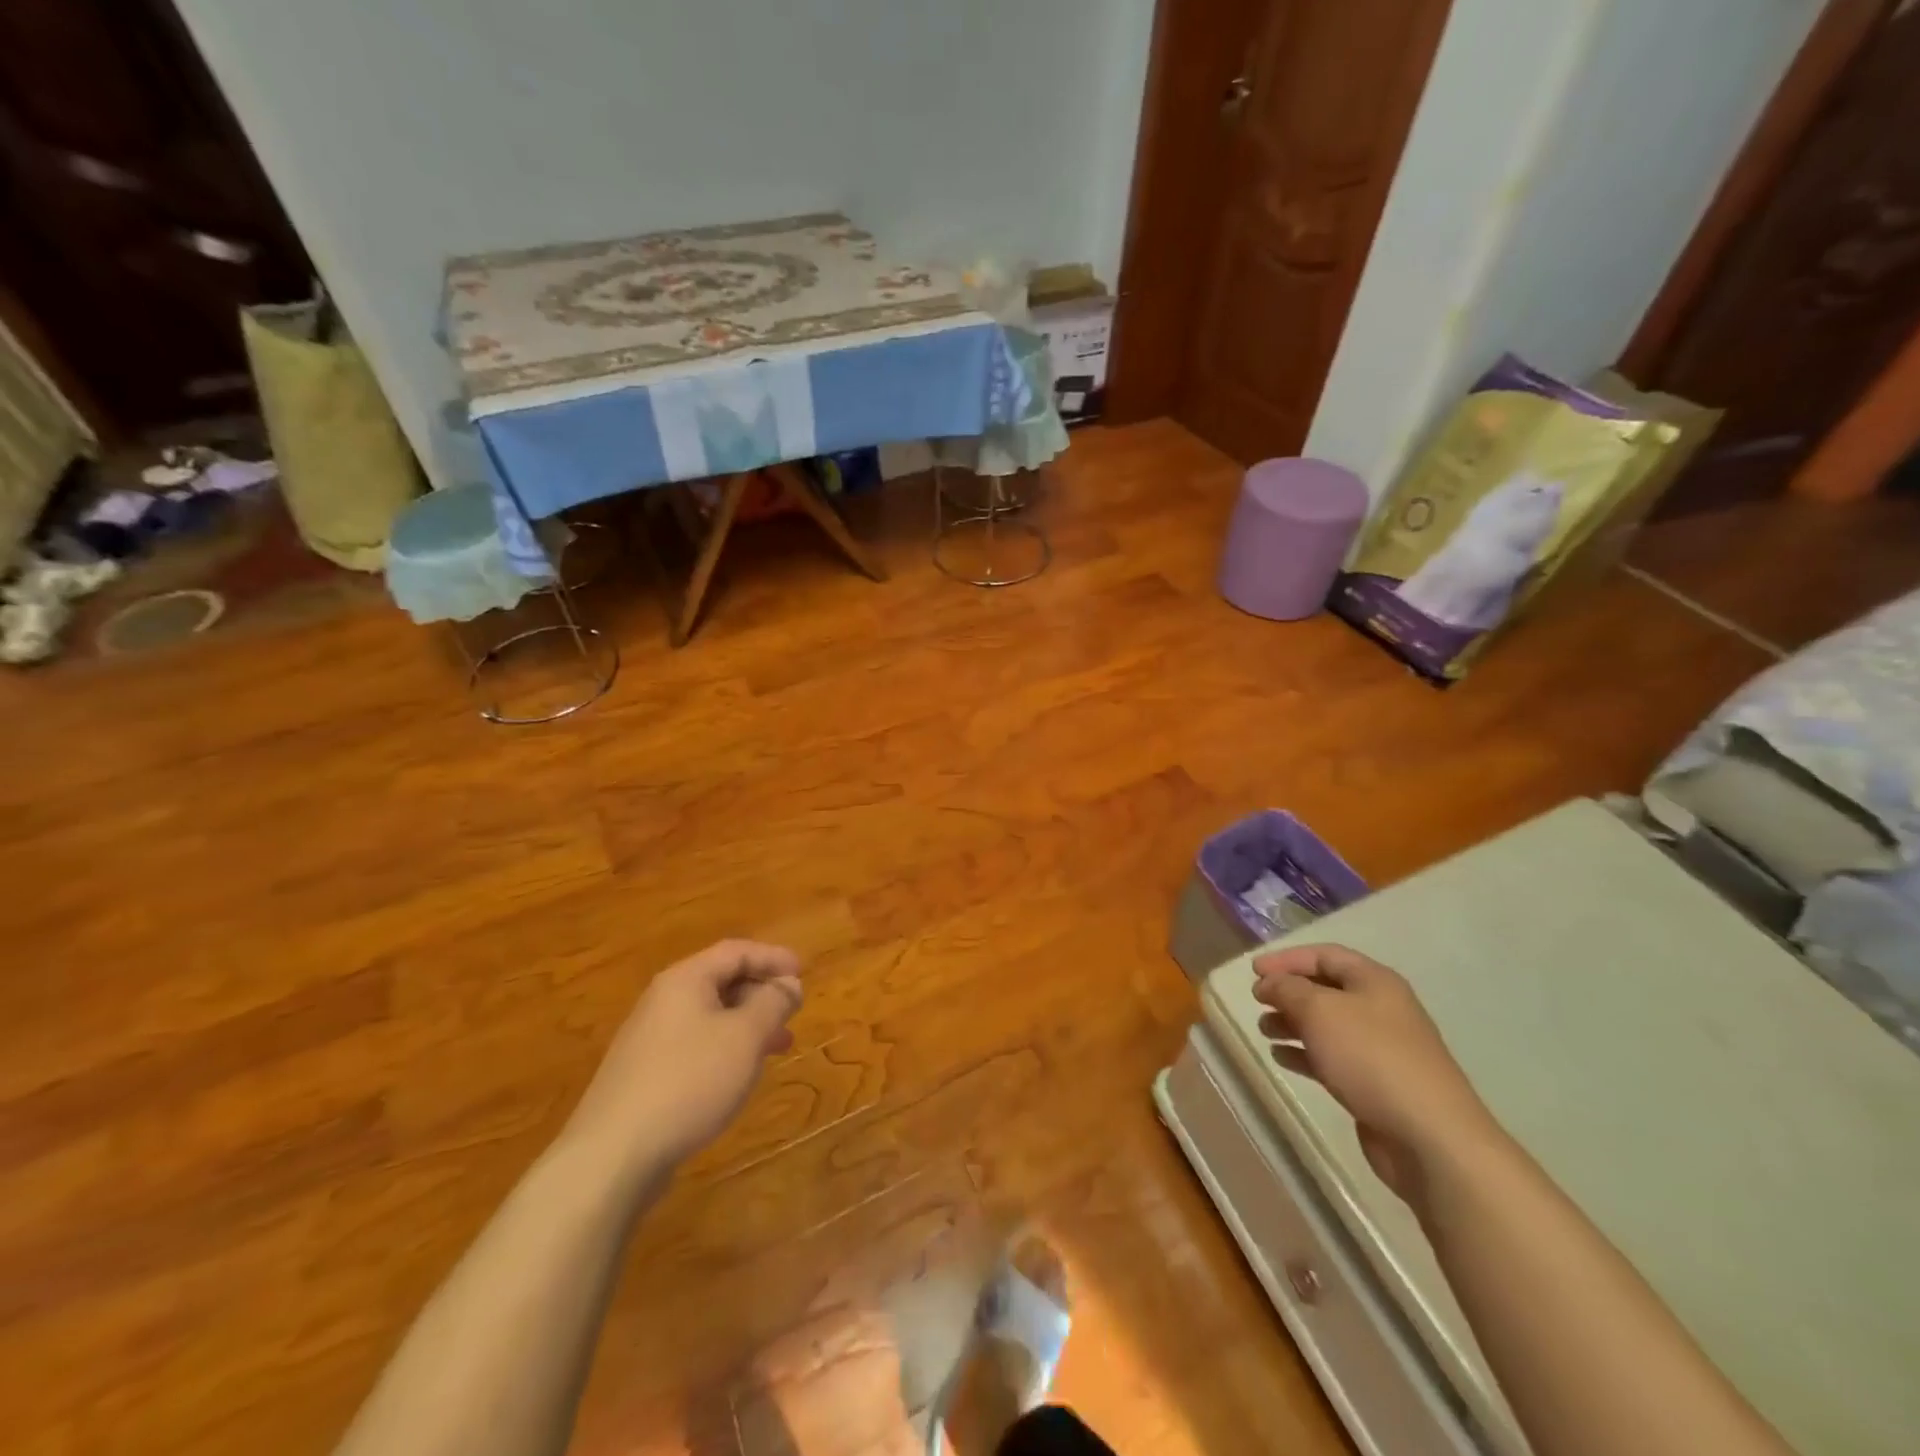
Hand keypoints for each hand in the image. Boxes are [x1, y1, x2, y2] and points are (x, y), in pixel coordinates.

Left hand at [565, 940, 802, 1171]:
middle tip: (793, 1010)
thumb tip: (789, 983)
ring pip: (710, 1016)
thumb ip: (772, 1003)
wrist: (613, 1155)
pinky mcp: (644, 1074)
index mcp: (685, 980)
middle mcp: (663, 1000)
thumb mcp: (745, 1037)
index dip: (772, 957)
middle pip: (720, 980)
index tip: (802, 973)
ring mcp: (649, 1038)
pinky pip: (695, 1045)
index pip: (736, 951)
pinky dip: (726, 1048)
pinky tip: (739, 1075)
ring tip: (779, 1045)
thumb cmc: (689, 1082)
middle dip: (761, 992)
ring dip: (748, 1024)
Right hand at [1253, 945, 1500, 1203]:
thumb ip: (1287, 989)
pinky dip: (1304, 1054)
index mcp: (1375, 982)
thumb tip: (1268, 983)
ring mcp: (1380, 1049)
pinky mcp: (1375, 1084)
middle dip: (1289, 992)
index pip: (1325, 955)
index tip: (1253, 971)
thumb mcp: (1320, 1011)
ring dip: (1292, 1023)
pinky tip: (1281, 1058)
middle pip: (1326, 989)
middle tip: (1257, 1001)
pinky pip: (1332, 1058)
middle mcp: (1381, 1009)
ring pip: (1327, 1025)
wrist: (1430, 1138)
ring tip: (1264, 1030)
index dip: (1287, 958)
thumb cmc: (1372, 1058)